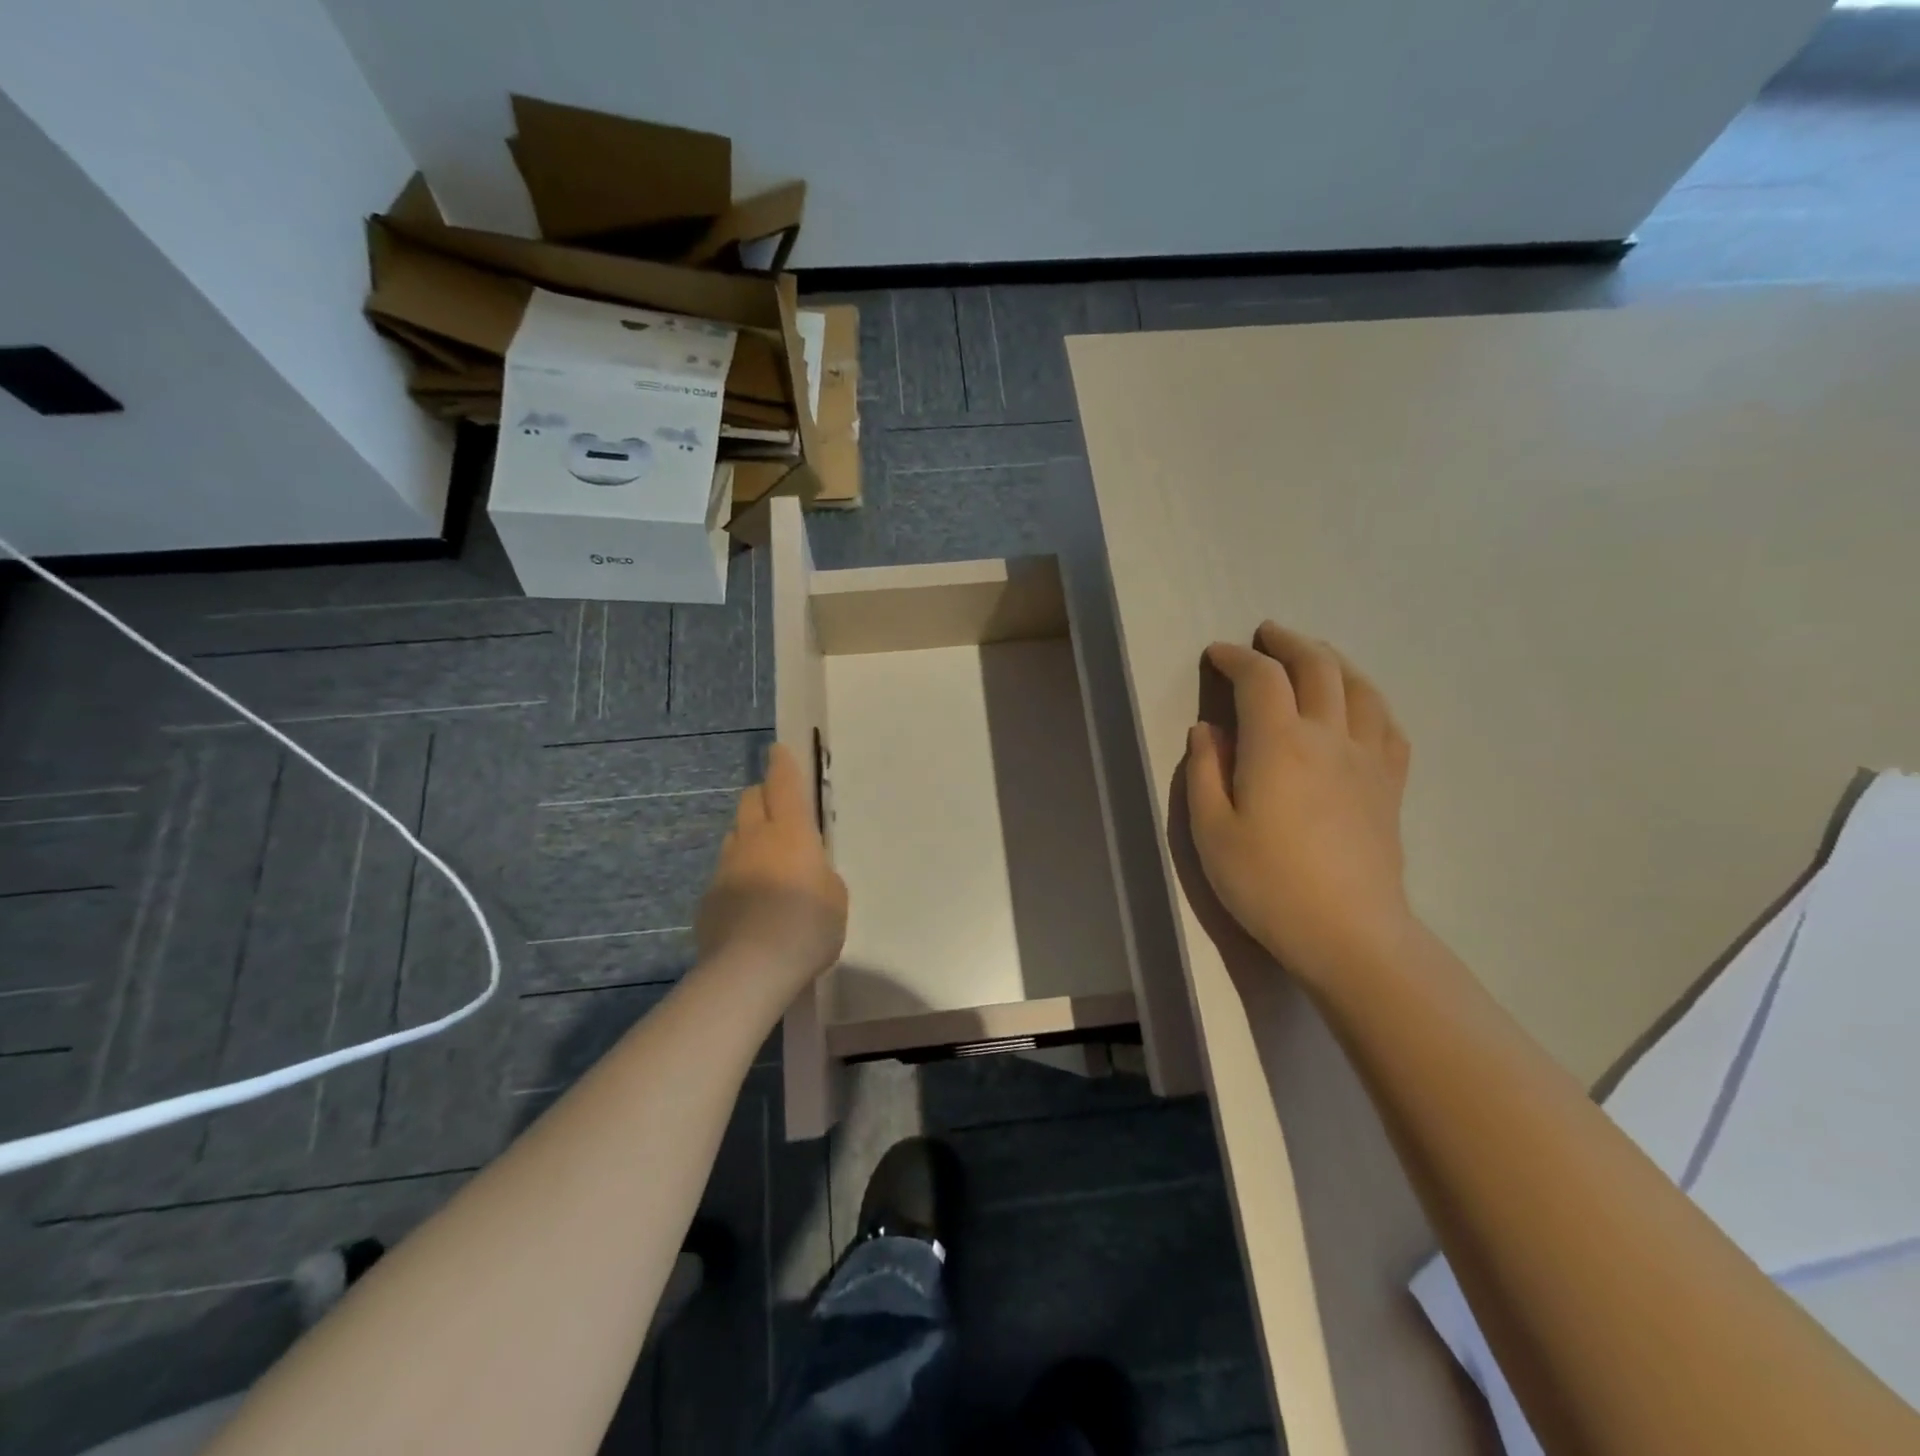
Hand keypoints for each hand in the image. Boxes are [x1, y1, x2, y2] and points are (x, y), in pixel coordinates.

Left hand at [696, 743, 848, 993]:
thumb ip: (822, 874)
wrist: (750, 970)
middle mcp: (753, 840)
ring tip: (766, 862)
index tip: (777, 750)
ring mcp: (725, 868)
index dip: (781, 764)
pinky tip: (750, 904)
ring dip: (749, 837)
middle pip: (749, 800)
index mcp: (790, 832)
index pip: (783, 784)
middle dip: (762, 797)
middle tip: (777, 810)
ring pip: (735, 836)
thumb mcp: (836, 897)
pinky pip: (725, 874)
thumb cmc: (807, 925)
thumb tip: (806, 872)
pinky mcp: (707, 898)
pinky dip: (737, 877)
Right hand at [1184, 622, 1415, 988]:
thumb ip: (1205, 771)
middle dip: (1287, 643)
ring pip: (1358, 687)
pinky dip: (1368, 700)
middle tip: (1265, 634)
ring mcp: (1368, 758)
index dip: (1235, 657)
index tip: (1215, 654)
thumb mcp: (1211, 831)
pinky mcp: (1390, 784)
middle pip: (1317, 666)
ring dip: (1332, 660)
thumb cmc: (1267, 884)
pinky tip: (1358, 705)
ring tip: (1313, 655)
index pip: (1260, 678)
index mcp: (1279, 744)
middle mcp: (1328, 736)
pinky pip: (1387, 724)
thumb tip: (1207, 729)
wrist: (1348, 933)